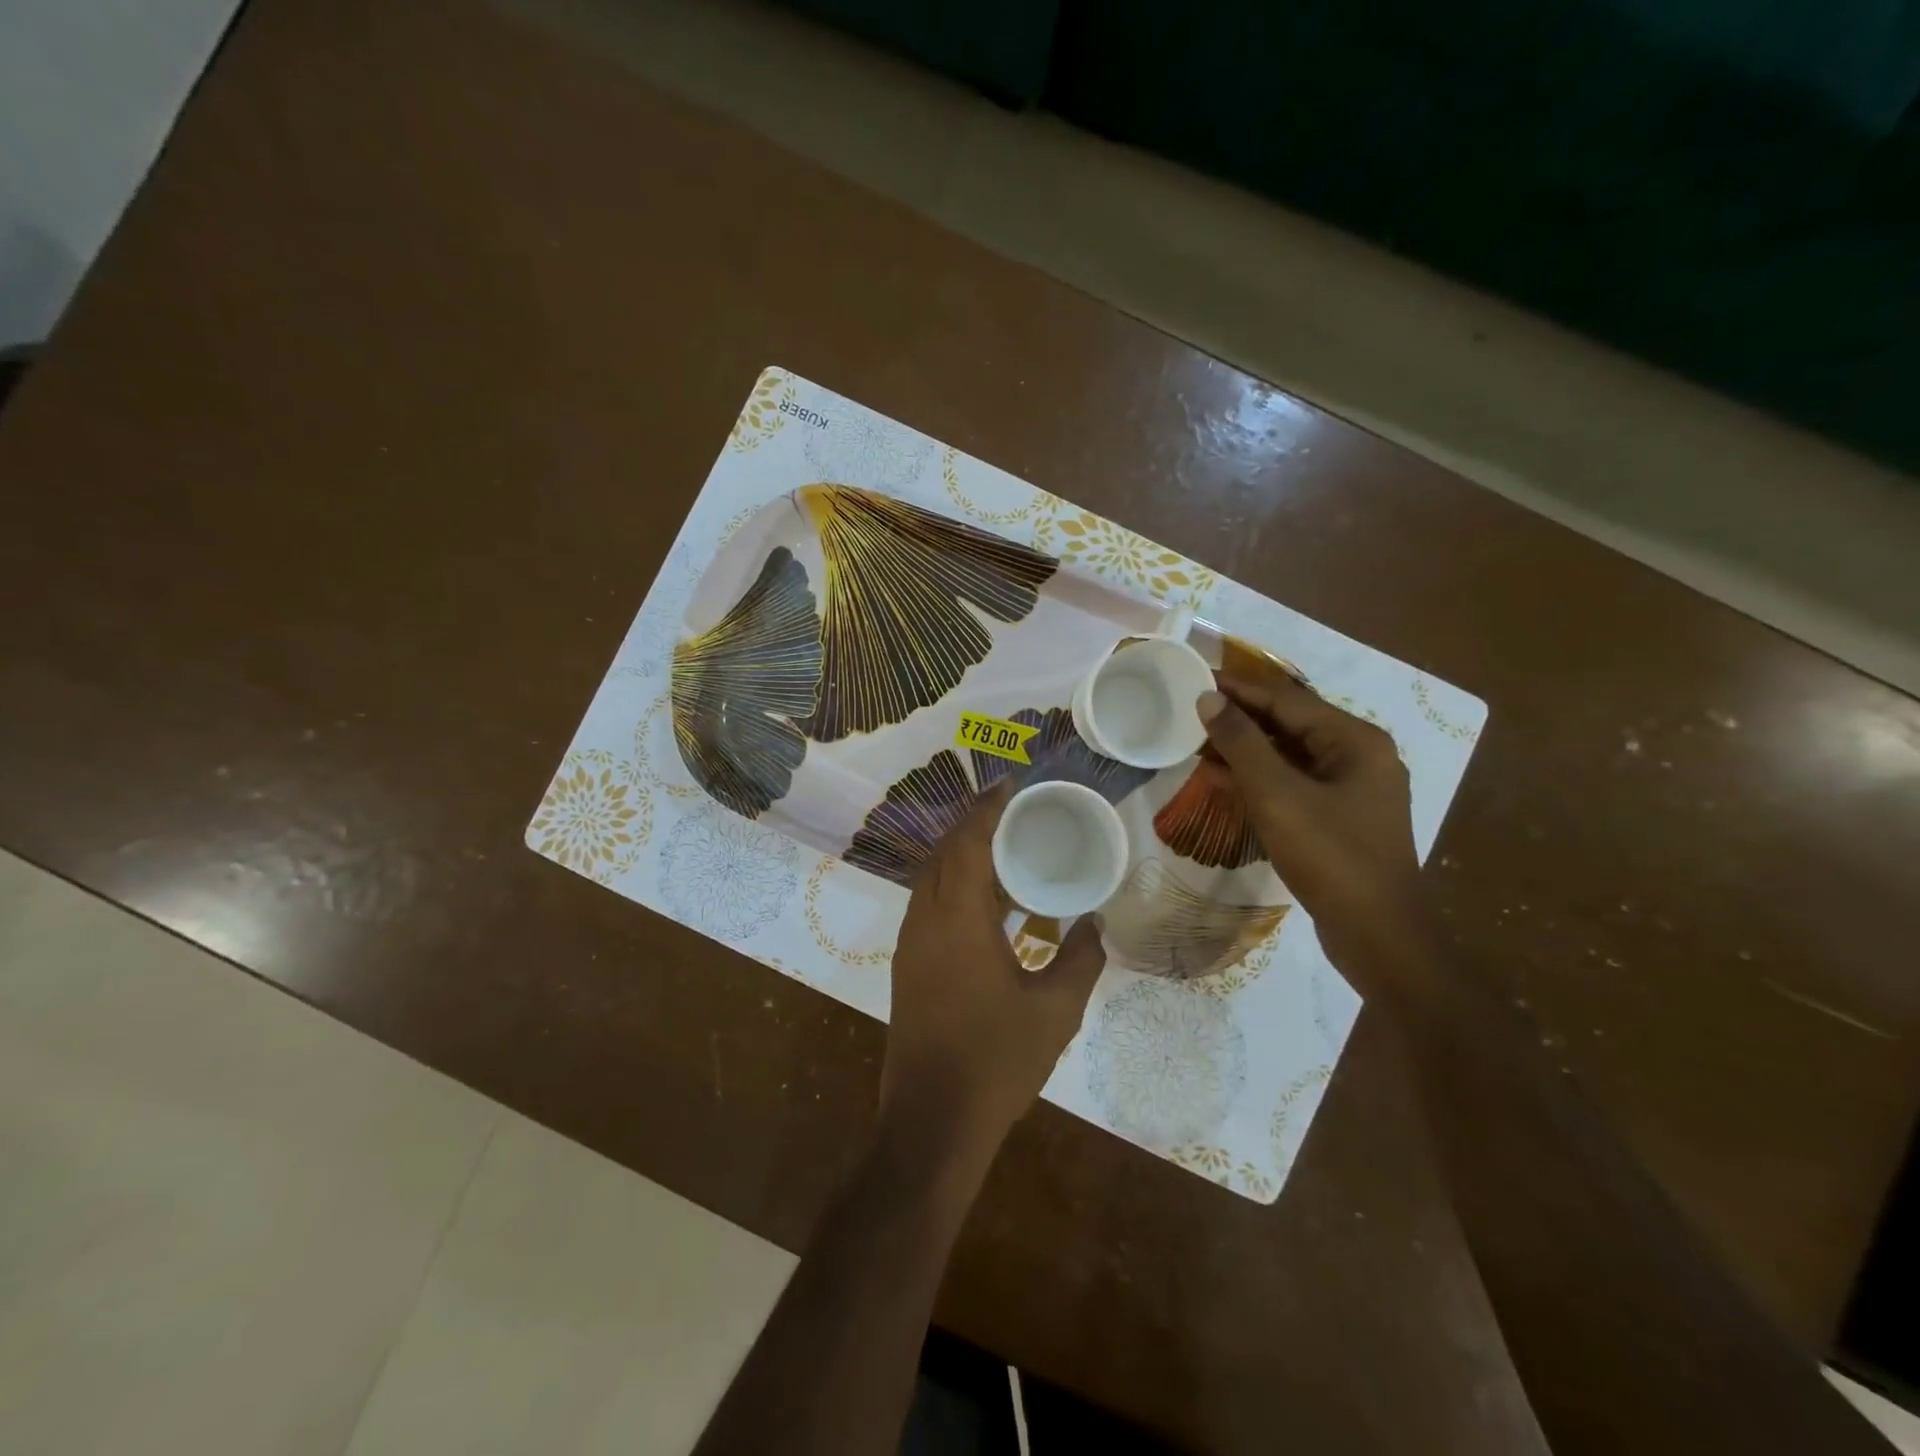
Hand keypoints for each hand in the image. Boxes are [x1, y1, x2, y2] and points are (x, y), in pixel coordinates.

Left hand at [881, 780, 1107, 1157]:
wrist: (932, 1122)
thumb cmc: (997, 1061)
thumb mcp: (1055, 1010)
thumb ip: (1081, 959)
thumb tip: (1096, 924)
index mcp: (958, 920)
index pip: (967, 843)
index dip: (987, 809)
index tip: (1010, 785)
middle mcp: (925, 921)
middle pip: (942, 852)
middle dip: (972, 824)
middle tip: (1011, 811)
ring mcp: (910, 944)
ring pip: (929, 878)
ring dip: (959, 854)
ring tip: (1000, 848)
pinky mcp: (906, 966)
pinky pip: (927, 903)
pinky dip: (951, 884)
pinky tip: (982, 901)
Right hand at [1197, 676, 1432, 979]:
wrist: (1378, 934)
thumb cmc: (1330, 855)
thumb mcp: (1277, 794)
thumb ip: (1241, 742)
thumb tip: (1209, 698)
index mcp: (1355, 740)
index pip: (1287, 699)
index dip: (1239, 689)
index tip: (1198, 678)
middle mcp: (1360, 756)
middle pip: (1291, 724)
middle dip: (1241, 718)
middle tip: (1192, 711)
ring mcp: (1354, 790)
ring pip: (1291, 755)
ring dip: (1247, 749)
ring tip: (1200, 742)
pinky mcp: (1342, 818)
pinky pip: (1295, 783)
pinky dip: (1260, 778)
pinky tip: (1226, 779)